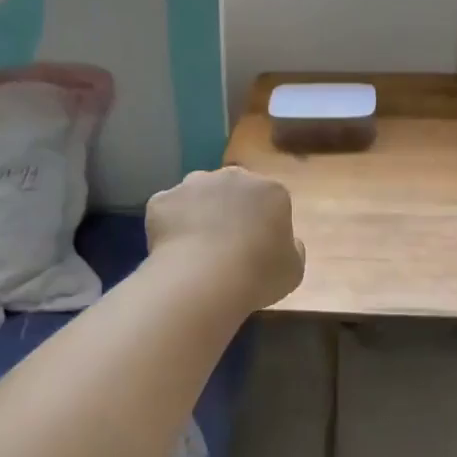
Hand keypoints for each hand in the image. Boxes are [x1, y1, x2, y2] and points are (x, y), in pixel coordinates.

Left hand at [147, 167, 305, 312]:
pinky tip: (173, 251)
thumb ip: (292, 248)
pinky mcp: (162, 199)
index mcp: (271, 190)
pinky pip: (168, 210)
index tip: (258, 247)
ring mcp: (193, 184)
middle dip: (230, 210)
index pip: (270, 199)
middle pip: (232, 189)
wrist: (204, 279)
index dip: (263, 223)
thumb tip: (288, 241)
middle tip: (226, 245)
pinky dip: (169, 225)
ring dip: (199, 212)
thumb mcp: (294, 269)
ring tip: (197, 248)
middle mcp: (233, 177)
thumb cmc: (259, 274)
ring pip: (197, 194)